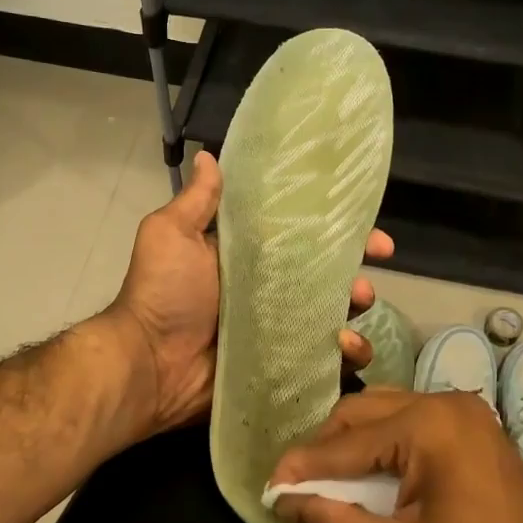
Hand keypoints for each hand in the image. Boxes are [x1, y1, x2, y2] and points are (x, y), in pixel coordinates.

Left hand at [99, 152, 394, 436]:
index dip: (339, 235)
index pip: (304, 241)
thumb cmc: (164, 294)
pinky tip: (344, 350)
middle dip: (356, 280)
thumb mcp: (171, 236)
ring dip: (354, 316)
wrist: (149, 364)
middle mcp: (267, 294)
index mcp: (248, 260)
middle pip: (327, 282)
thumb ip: (198, 202)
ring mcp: (277, 333)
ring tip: (350, 318)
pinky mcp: (282, 368)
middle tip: (363, 286)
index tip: (372, 234)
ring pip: (332, 320)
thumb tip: (209, 155)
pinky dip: (345, 357)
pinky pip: (325, 363)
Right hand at [269, 390, 522, 522]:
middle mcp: (447, 404)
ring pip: (387, 414)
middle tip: (295, 484)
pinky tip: (367, 475)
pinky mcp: (476, 432)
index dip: (302, 465)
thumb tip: (289, 500)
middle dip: (325, 448)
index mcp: (429, 425)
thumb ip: (332, 522)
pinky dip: (383, 446)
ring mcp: (466, 414)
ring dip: (352, 444)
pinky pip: (413, 425)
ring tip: (324, 481)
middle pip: (364, 412)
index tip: (268, 486)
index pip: (346, 440)